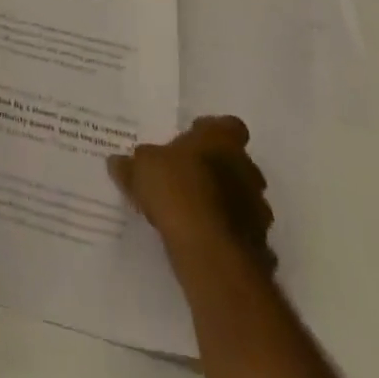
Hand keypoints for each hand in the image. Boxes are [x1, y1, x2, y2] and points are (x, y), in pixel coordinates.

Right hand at [108, 115, 276, 273]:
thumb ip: (131, 165)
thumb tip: (117, 162)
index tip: (194, 141)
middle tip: (191, 178)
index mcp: (220, 141)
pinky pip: (245, 235)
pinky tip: (206, 243)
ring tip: (196, 215)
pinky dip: (229, 236)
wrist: (210, 251)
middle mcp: (246, 170)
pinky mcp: (261, 246)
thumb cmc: (175, 190)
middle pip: (239, 164)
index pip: (229, 126)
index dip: (213, 133)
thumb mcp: (140, 169)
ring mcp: (258, 210)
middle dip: (220, 171)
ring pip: (244, 200)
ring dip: (227, 205)